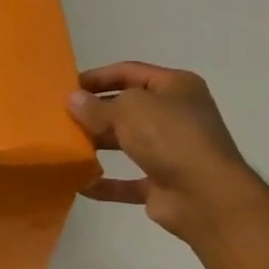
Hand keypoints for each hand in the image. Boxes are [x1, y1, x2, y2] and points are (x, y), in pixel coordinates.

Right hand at [67, 62, 260, 246]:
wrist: (206, 196)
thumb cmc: (170, 137)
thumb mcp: (128, 110)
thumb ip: (97, 106)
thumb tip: (73, 100)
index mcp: (175, 87)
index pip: (130, 72)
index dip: (98, 77)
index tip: (67, 87)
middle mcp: (176, 115)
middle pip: (128, 107)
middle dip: (96, 111)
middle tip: (61, 117)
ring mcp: (172, 151)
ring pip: (128, 143)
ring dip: (99, 144)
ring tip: (66, 146)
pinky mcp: (164, 184)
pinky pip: (129, 181)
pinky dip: (106, 183)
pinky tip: (80, 184)